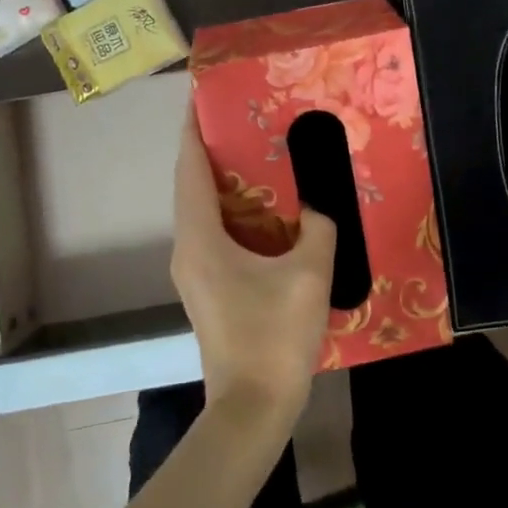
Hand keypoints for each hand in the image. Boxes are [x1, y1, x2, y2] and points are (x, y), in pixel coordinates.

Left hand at [170, 109, 336, 428]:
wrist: (252, 410)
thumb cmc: (274, 336)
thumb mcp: (309, 274)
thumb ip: (318, 227)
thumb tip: (319, 204)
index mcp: (201, 238)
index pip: (189, 169)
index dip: (192, 130)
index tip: (202, 96)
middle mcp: (188, 249)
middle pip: (192, 186)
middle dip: (212, 150)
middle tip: (246, 119)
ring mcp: (195, 272)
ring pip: (203, 211)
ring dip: (225, 182)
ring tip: (258, 155)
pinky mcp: (208, 289)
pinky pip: (215, 234)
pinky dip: (234, 212)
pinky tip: (267, 210)